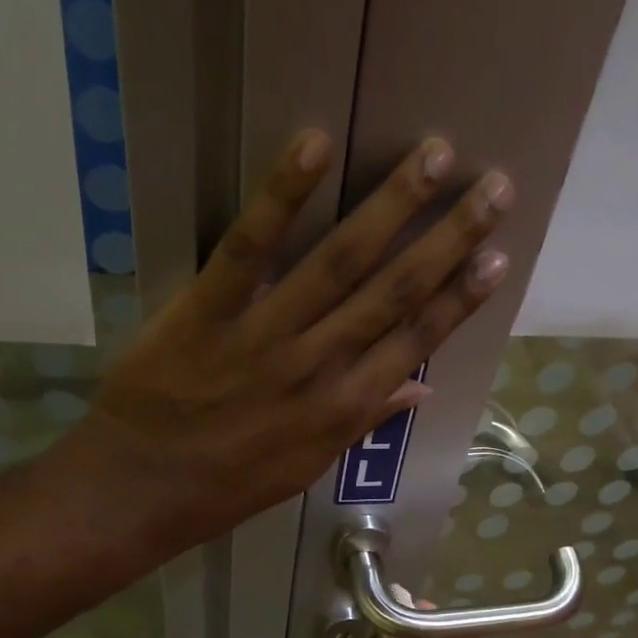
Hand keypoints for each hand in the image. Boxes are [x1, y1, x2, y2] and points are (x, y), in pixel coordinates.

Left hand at [74, 130, 513, 548]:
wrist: (140, 492)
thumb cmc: (225, 487)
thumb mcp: (305, 468)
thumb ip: (362, 422)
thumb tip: (421, 388)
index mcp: (342, 409)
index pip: (414, 342)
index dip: (459, 299)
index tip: (497, 257)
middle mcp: (317, 367)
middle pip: (393, 292)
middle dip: (448, 239)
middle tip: (495, 187)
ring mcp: (263, 337)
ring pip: (339, 262)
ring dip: (391, 206)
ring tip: (436, 156)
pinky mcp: (205, 311)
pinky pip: (248, 248)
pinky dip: (281, 196)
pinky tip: (316, 145)